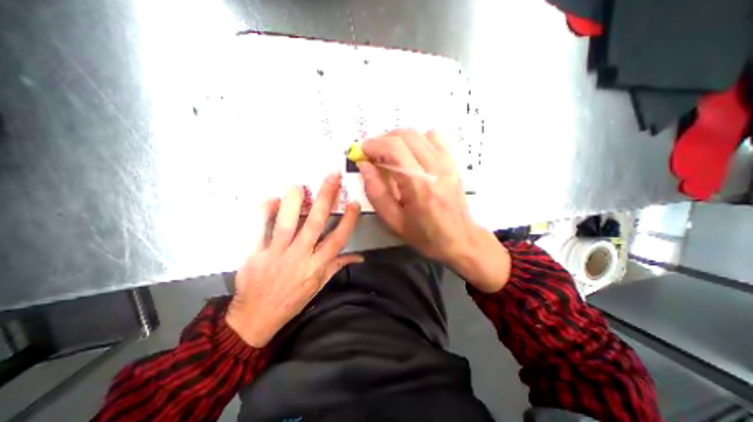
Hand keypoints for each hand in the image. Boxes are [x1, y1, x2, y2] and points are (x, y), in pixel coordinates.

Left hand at [224, 173, 358, 347]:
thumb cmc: (292, 301)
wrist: (255, 318)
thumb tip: (358, 257)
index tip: (354, 203)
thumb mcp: (319, 286)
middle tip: (332, 177)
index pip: (337, 240)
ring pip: (286, 223)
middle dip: (325, 198)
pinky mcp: (254, 254)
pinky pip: (258, 230)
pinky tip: (271, 199)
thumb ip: (337, 267)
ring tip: (299, 184)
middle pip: (314, 224)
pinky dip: (264, 213)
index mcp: (316, 267)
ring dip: (293, 202)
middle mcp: (299, 257)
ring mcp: (275, 254)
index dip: (347, 221)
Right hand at [358, 129, 511, 292]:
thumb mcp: (393, 220)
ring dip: (399, 138)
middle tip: (373, 152)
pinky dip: (418, 139)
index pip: (394, 149)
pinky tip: (412, 153)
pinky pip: (435, 138)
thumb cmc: (424, 235)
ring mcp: (447, 163)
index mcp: (418, 186)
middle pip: (407, 135)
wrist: (459, 238)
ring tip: (390, 152)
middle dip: (384, 139)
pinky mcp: (453, 163)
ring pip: (420, 133)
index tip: (362, 151)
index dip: (374, 145)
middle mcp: (435, 169)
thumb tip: (365, 166)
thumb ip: (376, 192)